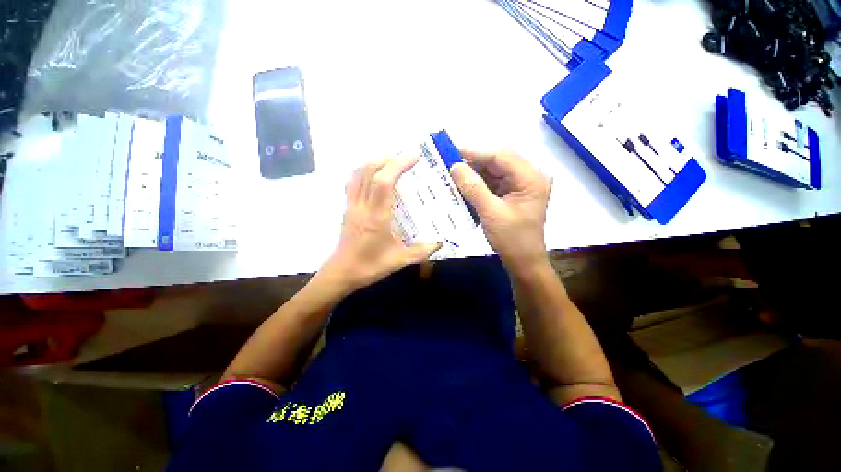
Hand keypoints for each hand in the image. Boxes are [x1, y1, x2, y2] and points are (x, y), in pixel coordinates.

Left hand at [321, 155, 440, 291]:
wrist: (342, 273)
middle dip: (388, 158)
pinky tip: (374, 175)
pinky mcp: (347, 208)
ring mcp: (351, 205)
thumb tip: (440, 242)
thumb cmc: (370, 266)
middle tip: (405, 156)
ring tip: (391, 161)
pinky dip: (364, 171)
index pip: (384, 182)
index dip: (398, 164)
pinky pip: (353, 182)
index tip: (414, 156)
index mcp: (376, 217)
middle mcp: (362, 206)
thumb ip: (421, 251)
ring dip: (375, 162)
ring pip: (358, 174)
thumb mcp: (399, 260)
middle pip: (369, 171)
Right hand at [450, 149, 551, 272]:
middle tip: (448, 162)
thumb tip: (455, 166)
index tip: (451, 151)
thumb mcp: (491, 213)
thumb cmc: (512, 239)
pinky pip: (492, 183)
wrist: (523, 262)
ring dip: (473, 173)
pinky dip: (477, 184)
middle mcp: (528, 177)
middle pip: (497, 161)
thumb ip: (473, 188)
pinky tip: (462, 185)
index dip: (475, 152)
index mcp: (530, 178)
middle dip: (473, 162)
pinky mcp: (512, 194)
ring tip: (451, 173)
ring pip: (493, 171)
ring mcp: (520, 185)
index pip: (501, 156)